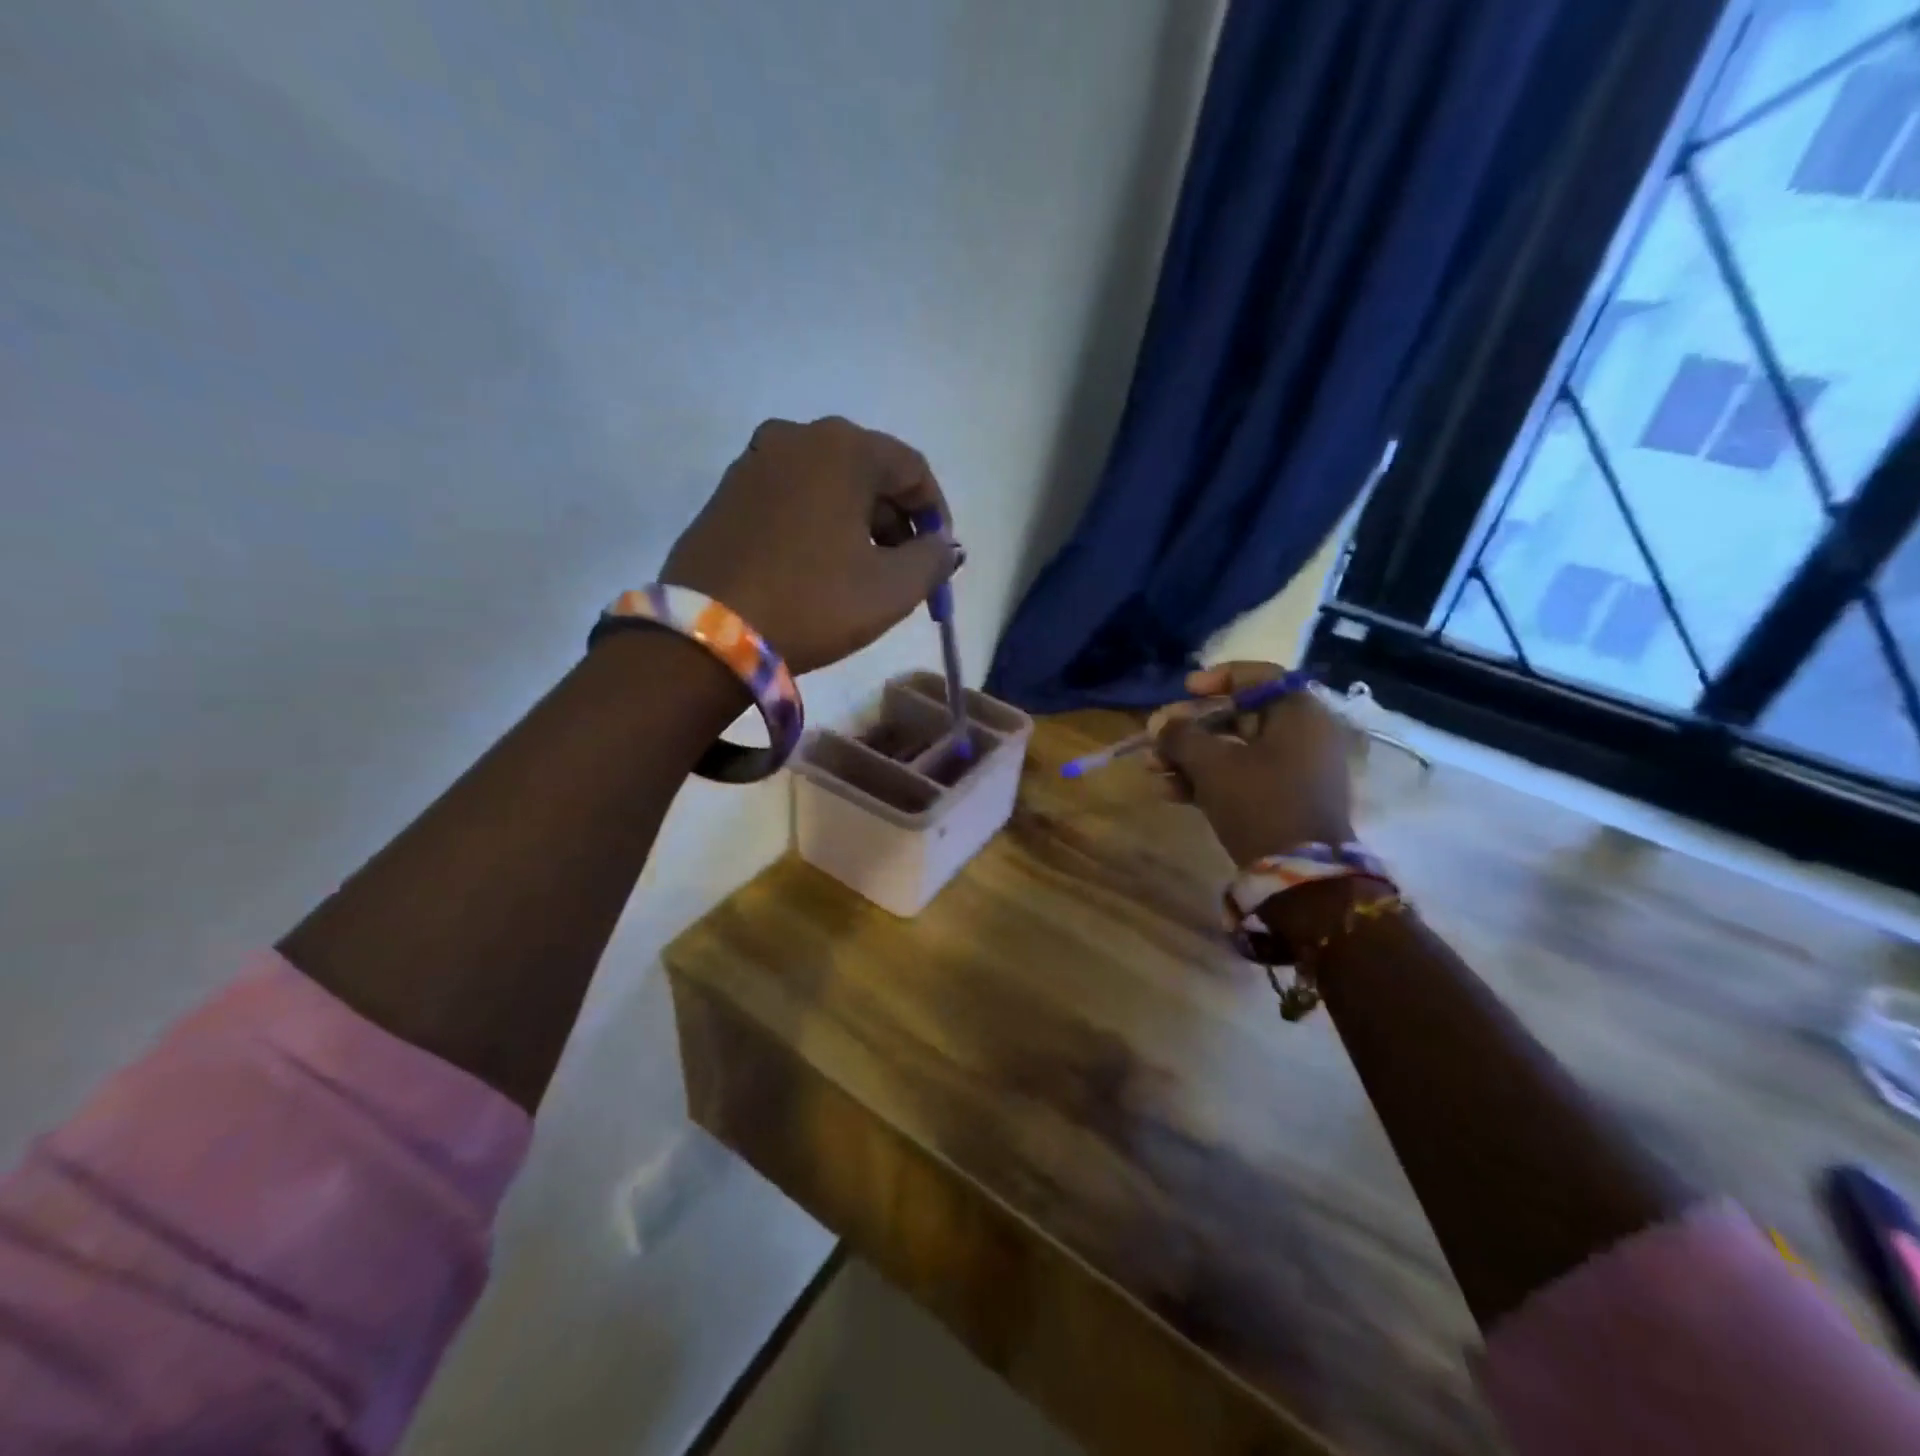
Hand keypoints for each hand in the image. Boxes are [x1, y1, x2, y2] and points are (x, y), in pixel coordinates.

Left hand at [661, 417, 959, 673]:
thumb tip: (943, 547)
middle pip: (869, 473)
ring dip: (858, 524)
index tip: (939, 558)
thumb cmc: (813, 603)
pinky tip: (819, 568)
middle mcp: (796, 437)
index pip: (913, 469)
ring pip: (829, 486)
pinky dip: (818, 525)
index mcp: (843, 448)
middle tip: (905, 570)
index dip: (936, 515)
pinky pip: (792, 498)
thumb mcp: (891, 589)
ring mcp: (755, 462)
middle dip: (896, 521)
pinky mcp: (727, 493)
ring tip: (864, 575)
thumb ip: (933, 560)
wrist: (708, 635)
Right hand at [1151, 662, 1354, 865]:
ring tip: (1152, 770)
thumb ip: (1181, 736)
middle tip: (1155, 738)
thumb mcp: (1212, 764)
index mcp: (1299, 713)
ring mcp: (1295, 771)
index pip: (1257, 676)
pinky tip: (1169, 792)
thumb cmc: (1260, 802)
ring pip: (1234, 751)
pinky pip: (1241, 778)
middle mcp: (1303, 736)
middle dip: (1190, 729)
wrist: (1300, 876)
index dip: (1216, 678)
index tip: (1183, 690)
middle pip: (1238, 717)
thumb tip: (1160, 723)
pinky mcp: (1284, 801)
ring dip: (1190, 758)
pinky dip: (1207, 780)